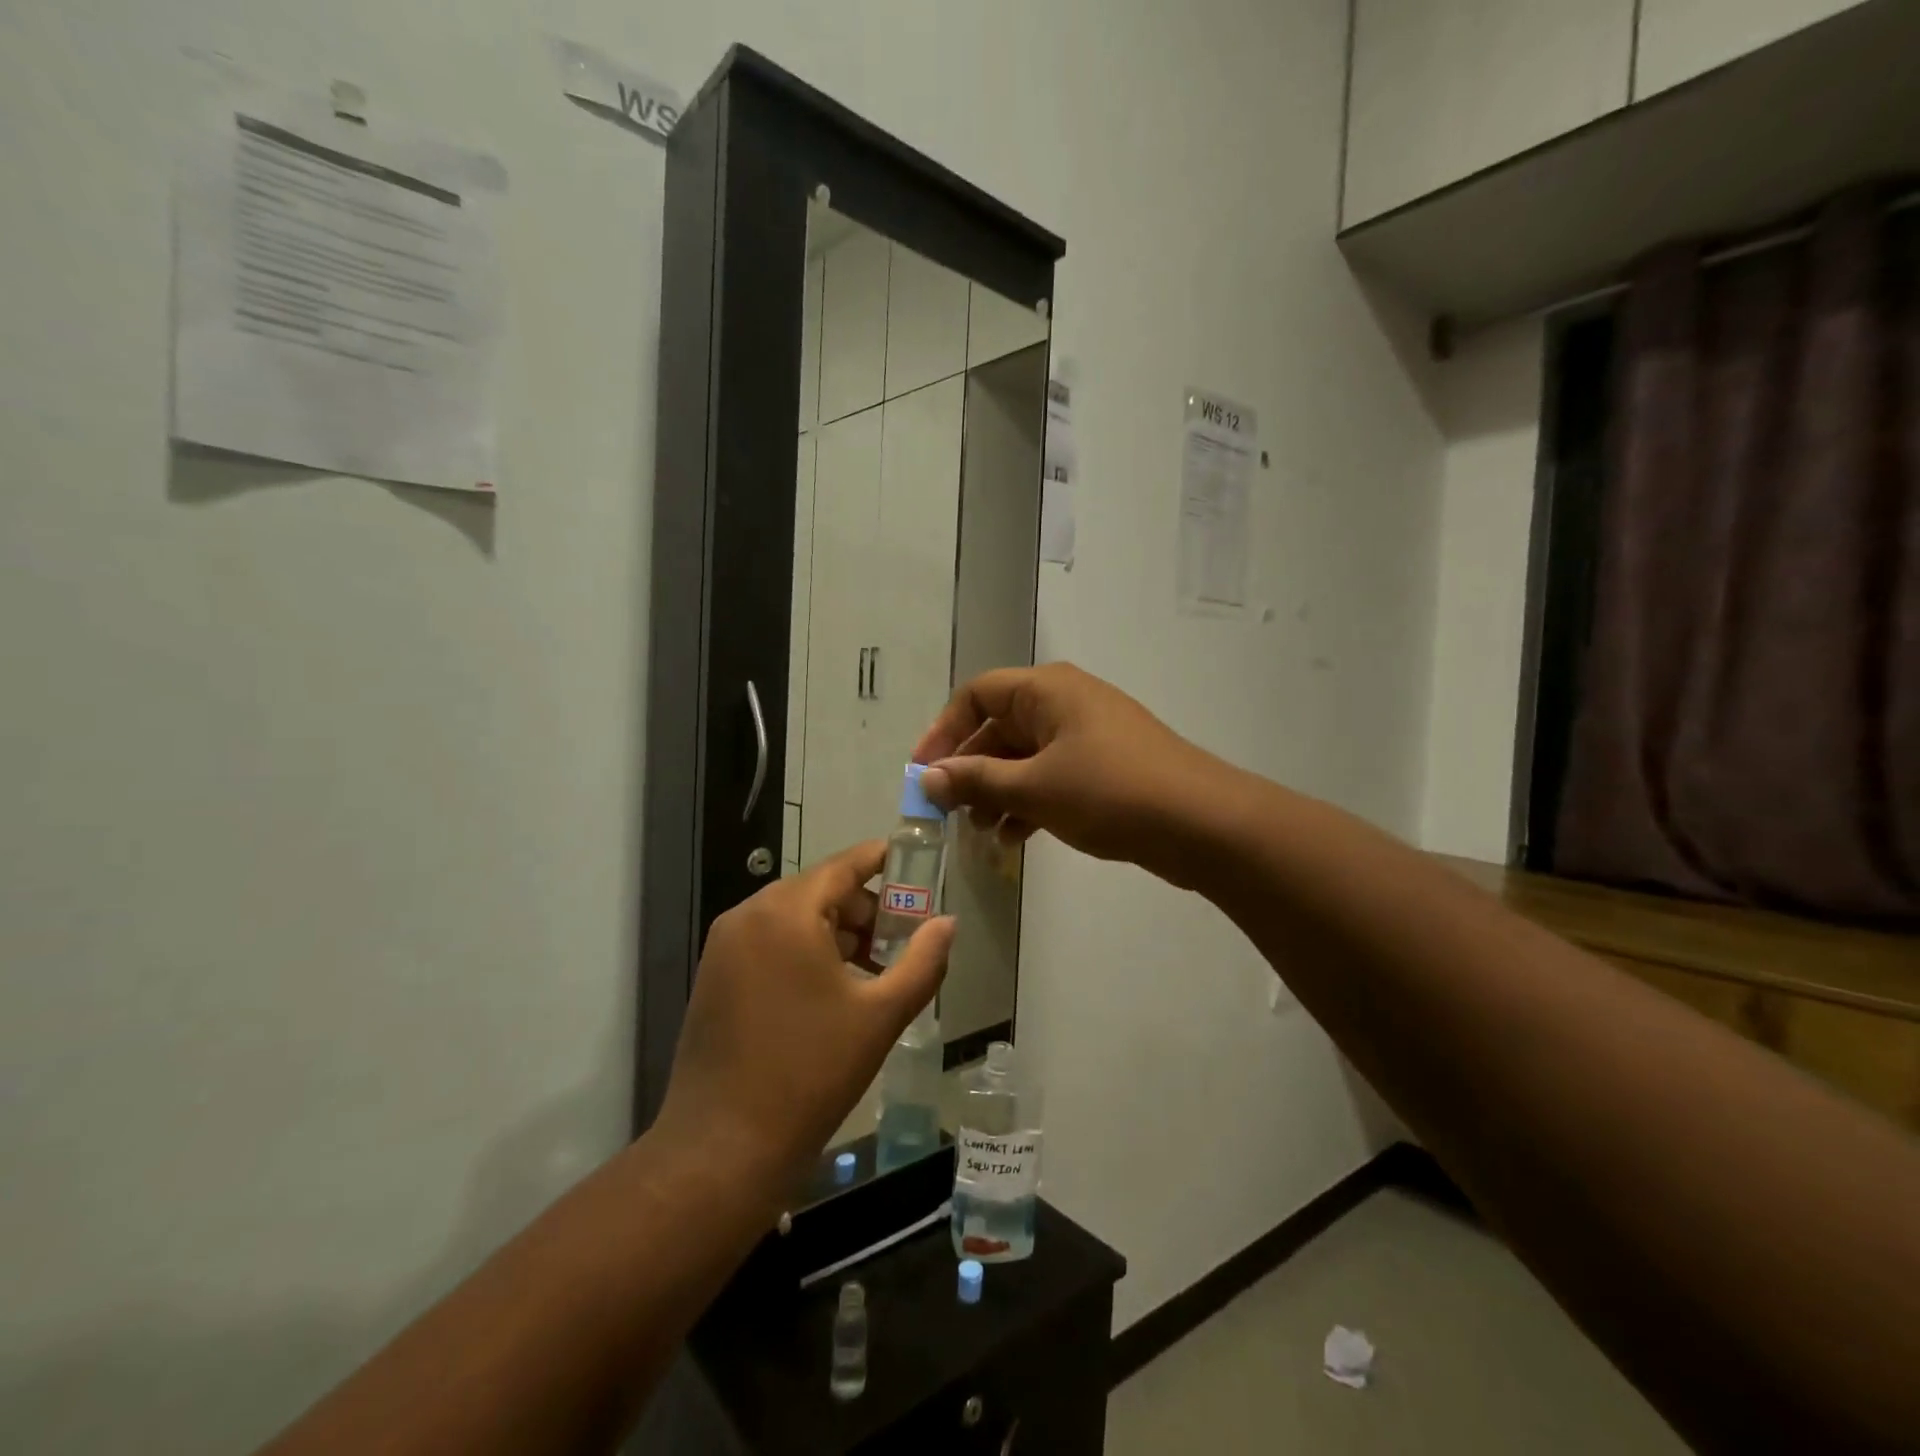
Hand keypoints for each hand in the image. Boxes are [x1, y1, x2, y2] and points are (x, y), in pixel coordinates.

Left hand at [655, 842, 956, 1198]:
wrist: (723, 1148)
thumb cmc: (811, 1073)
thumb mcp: (880, 1015)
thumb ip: (923, 962)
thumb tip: (947, 923)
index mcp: (786, 913)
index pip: (843, 866)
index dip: (881, 860)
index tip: (915, 861)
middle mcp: (749, 915)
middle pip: (820, 891)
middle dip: (866, 910)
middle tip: (904, 941)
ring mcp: (725, 946)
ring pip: (795, 918)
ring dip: (838, 933)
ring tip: (876, 971)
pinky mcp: (715, 976)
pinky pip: (771, 943)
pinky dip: (806, 951)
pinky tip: (834, 990)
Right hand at [912, 663, 1223, 881]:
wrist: (1200, 823)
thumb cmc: (1110, 792)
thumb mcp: (1034, 787)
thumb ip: (977, 780)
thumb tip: (929, 778)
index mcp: (1046, 690)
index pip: (976, 694)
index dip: (944, 731)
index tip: (923, 774)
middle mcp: (1063, 703)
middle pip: (998, 728)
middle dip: (970, 771)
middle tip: (947, 813)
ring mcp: (1086, 736)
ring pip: (1023, 758)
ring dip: (996, 793)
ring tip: (979, 834)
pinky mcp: (1102, 768)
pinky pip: (1049, 777)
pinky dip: (1027, 803)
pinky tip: (1013, 840)